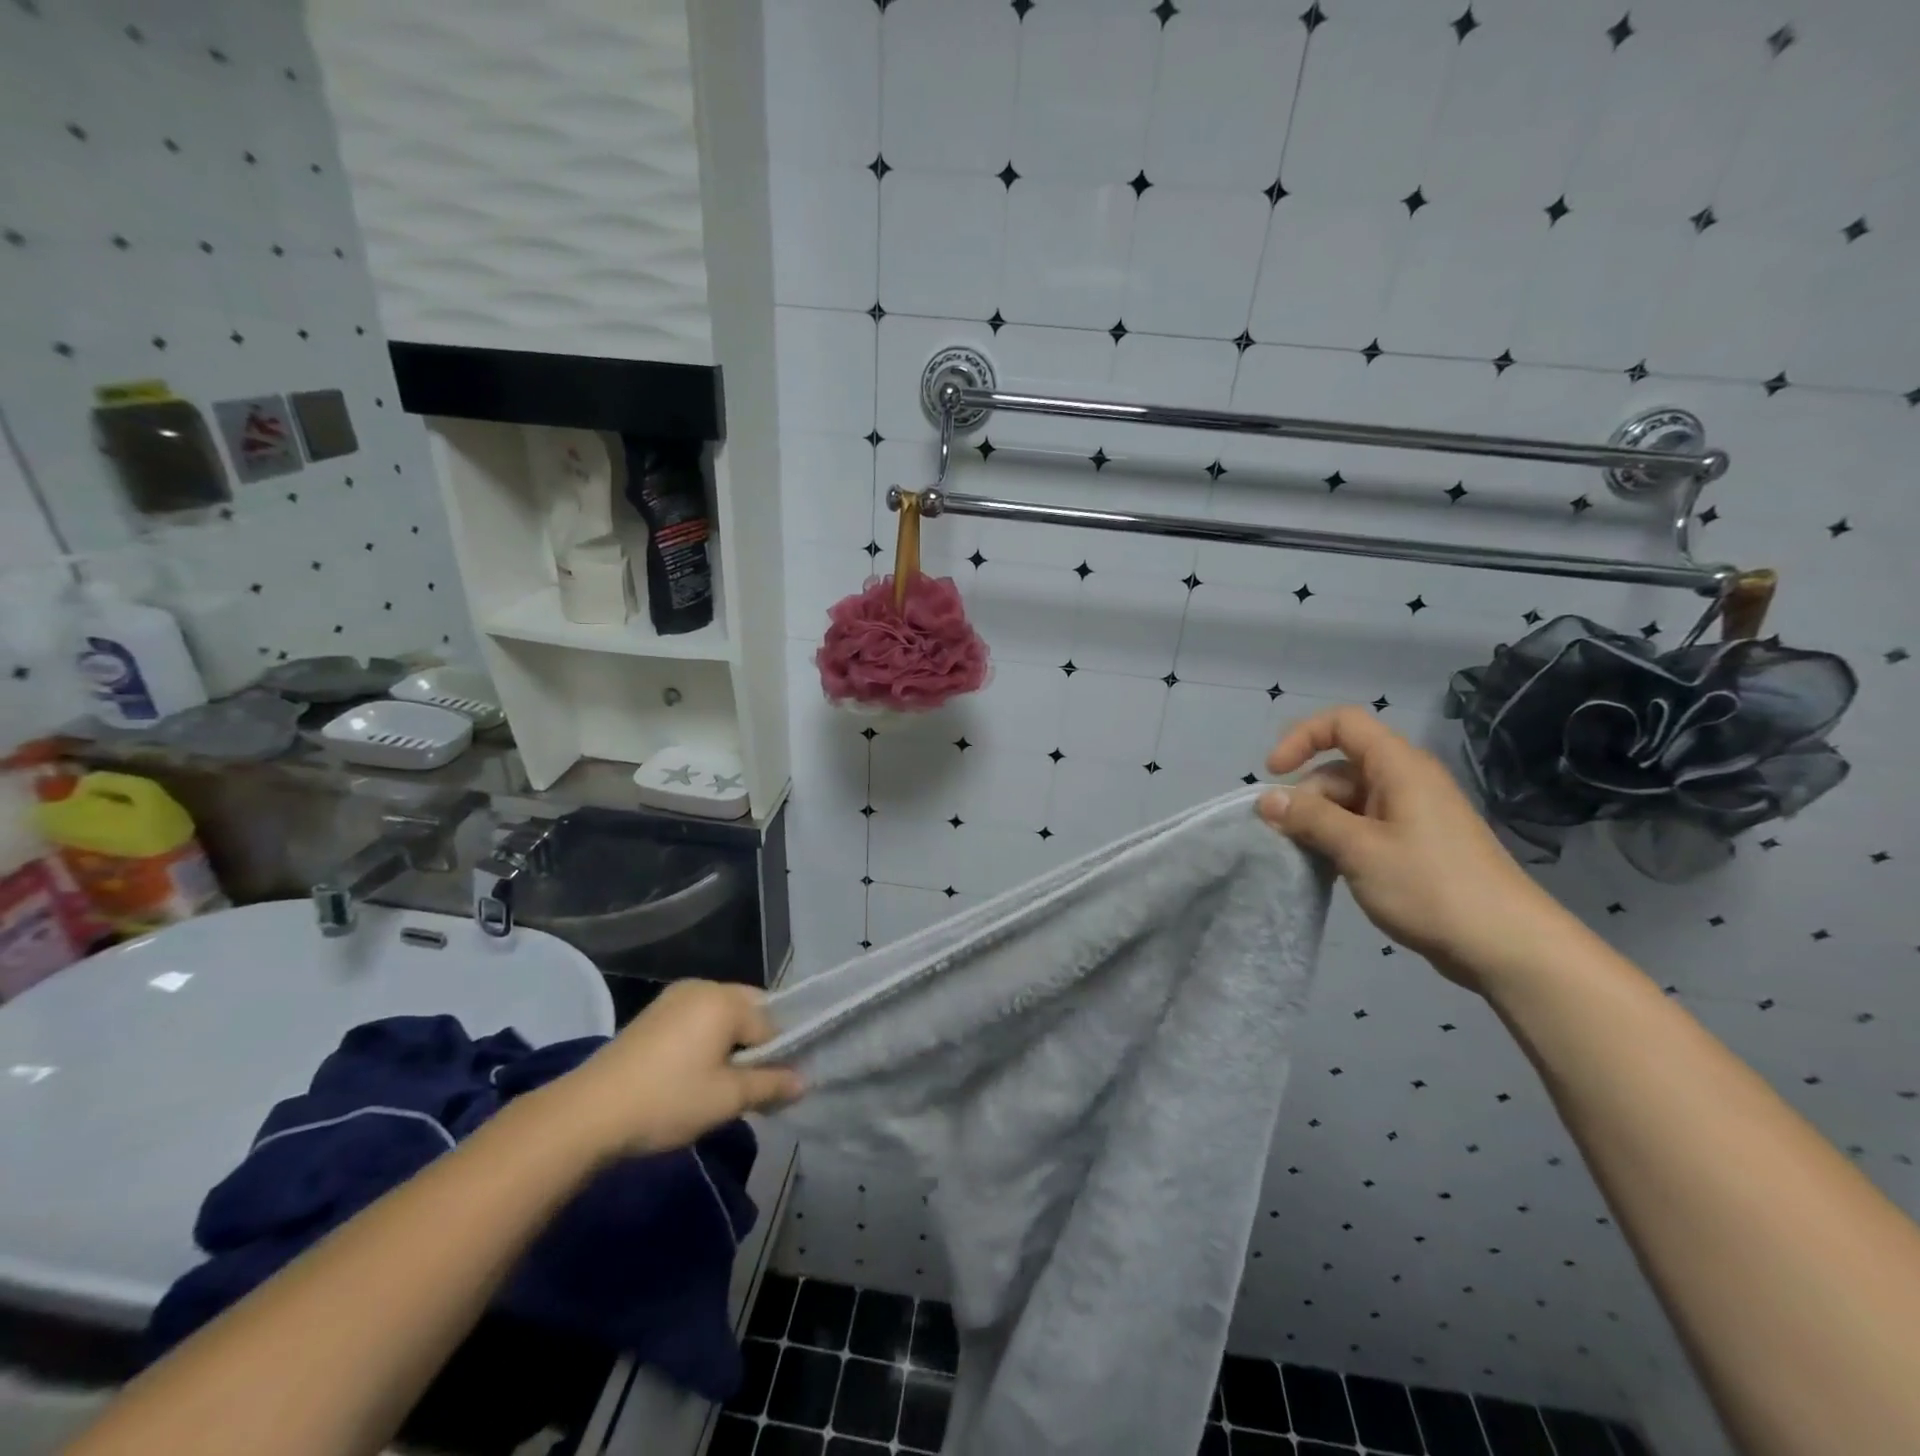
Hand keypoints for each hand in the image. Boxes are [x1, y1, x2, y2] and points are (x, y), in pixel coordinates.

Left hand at [547, 980, 802, 1159]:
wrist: (587, 1114)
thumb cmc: (667, 1100)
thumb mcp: (726, 1099)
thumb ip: (771, 1084)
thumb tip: (804, 1081)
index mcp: (726, 999)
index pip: (772, 1025)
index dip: (778, 1058)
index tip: (774, 1090)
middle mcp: (704, 987)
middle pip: (749, 1012)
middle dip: (756, 1046)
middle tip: (748, 1087)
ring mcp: (675, 997)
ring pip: (722, 1016)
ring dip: (730, 1045)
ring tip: (721, 1085)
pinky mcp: (654, 1014)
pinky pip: (697, 1020)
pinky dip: (706, 1042)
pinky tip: (694, 1075)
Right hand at [1258, 705, 1572, 991]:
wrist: (1507, 946)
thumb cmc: (1430, 886)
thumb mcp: (1359, 849)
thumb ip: (1310, 818)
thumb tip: (1267, 799)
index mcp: (1399, 767)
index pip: (1342, 723)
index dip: (1301, 738)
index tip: (1273, 774)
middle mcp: (1406, 781)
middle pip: (1340, 767)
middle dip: (1306, 796)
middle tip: (1288, 837)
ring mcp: (1413, 814)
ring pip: (1349, 801)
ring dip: (1320, 822)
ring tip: (1307, 858)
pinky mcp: (1416, 844)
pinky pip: (1365, 826)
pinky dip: (1340, 839)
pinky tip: (1330, 869)